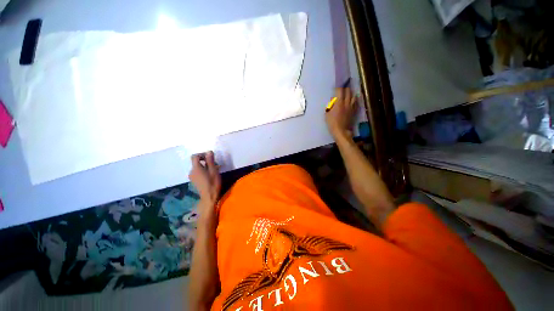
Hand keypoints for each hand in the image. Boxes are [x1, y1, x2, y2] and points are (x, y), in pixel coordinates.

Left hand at [189, 151, 220, 209]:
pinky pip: (198, 172)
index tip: (210, 157)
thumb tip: (208, 151)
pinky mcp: (194, 180)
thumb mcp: (213, 170)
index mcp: (196, 168)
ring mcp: (192, 176)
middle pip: (196, 162)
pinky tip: (210, 175)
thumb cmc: (213, 183)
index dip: (202, 154)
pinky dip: (203, 171)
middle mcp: (192, 171)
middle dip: (205, 161)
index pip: (195, 156)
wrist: (209, 196)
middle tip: (215, 164)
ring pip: (198, 167)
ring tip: (214, 170)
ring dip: (205, 166)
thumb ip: (210, 160)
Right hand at [325, 87, 356, 139]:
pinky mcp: (354, 111)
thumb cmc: (332, 123)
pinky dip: (354, 100)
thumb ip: (330, 106)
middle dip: (345, 89)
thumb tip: (333, 101)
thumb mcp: (327, 114)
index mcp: (339, 103)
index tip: (335, 87)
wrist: (341, 131)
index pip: (340, 91)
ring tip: (348, 94)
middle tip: (342, 88)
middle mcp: (346, 103)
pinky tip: (352, 100)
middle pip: (348, 92)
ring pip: (353, 96)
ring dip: (350, 94)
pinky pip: (355, 103)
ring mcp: (351, 107)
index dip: (338, 88)